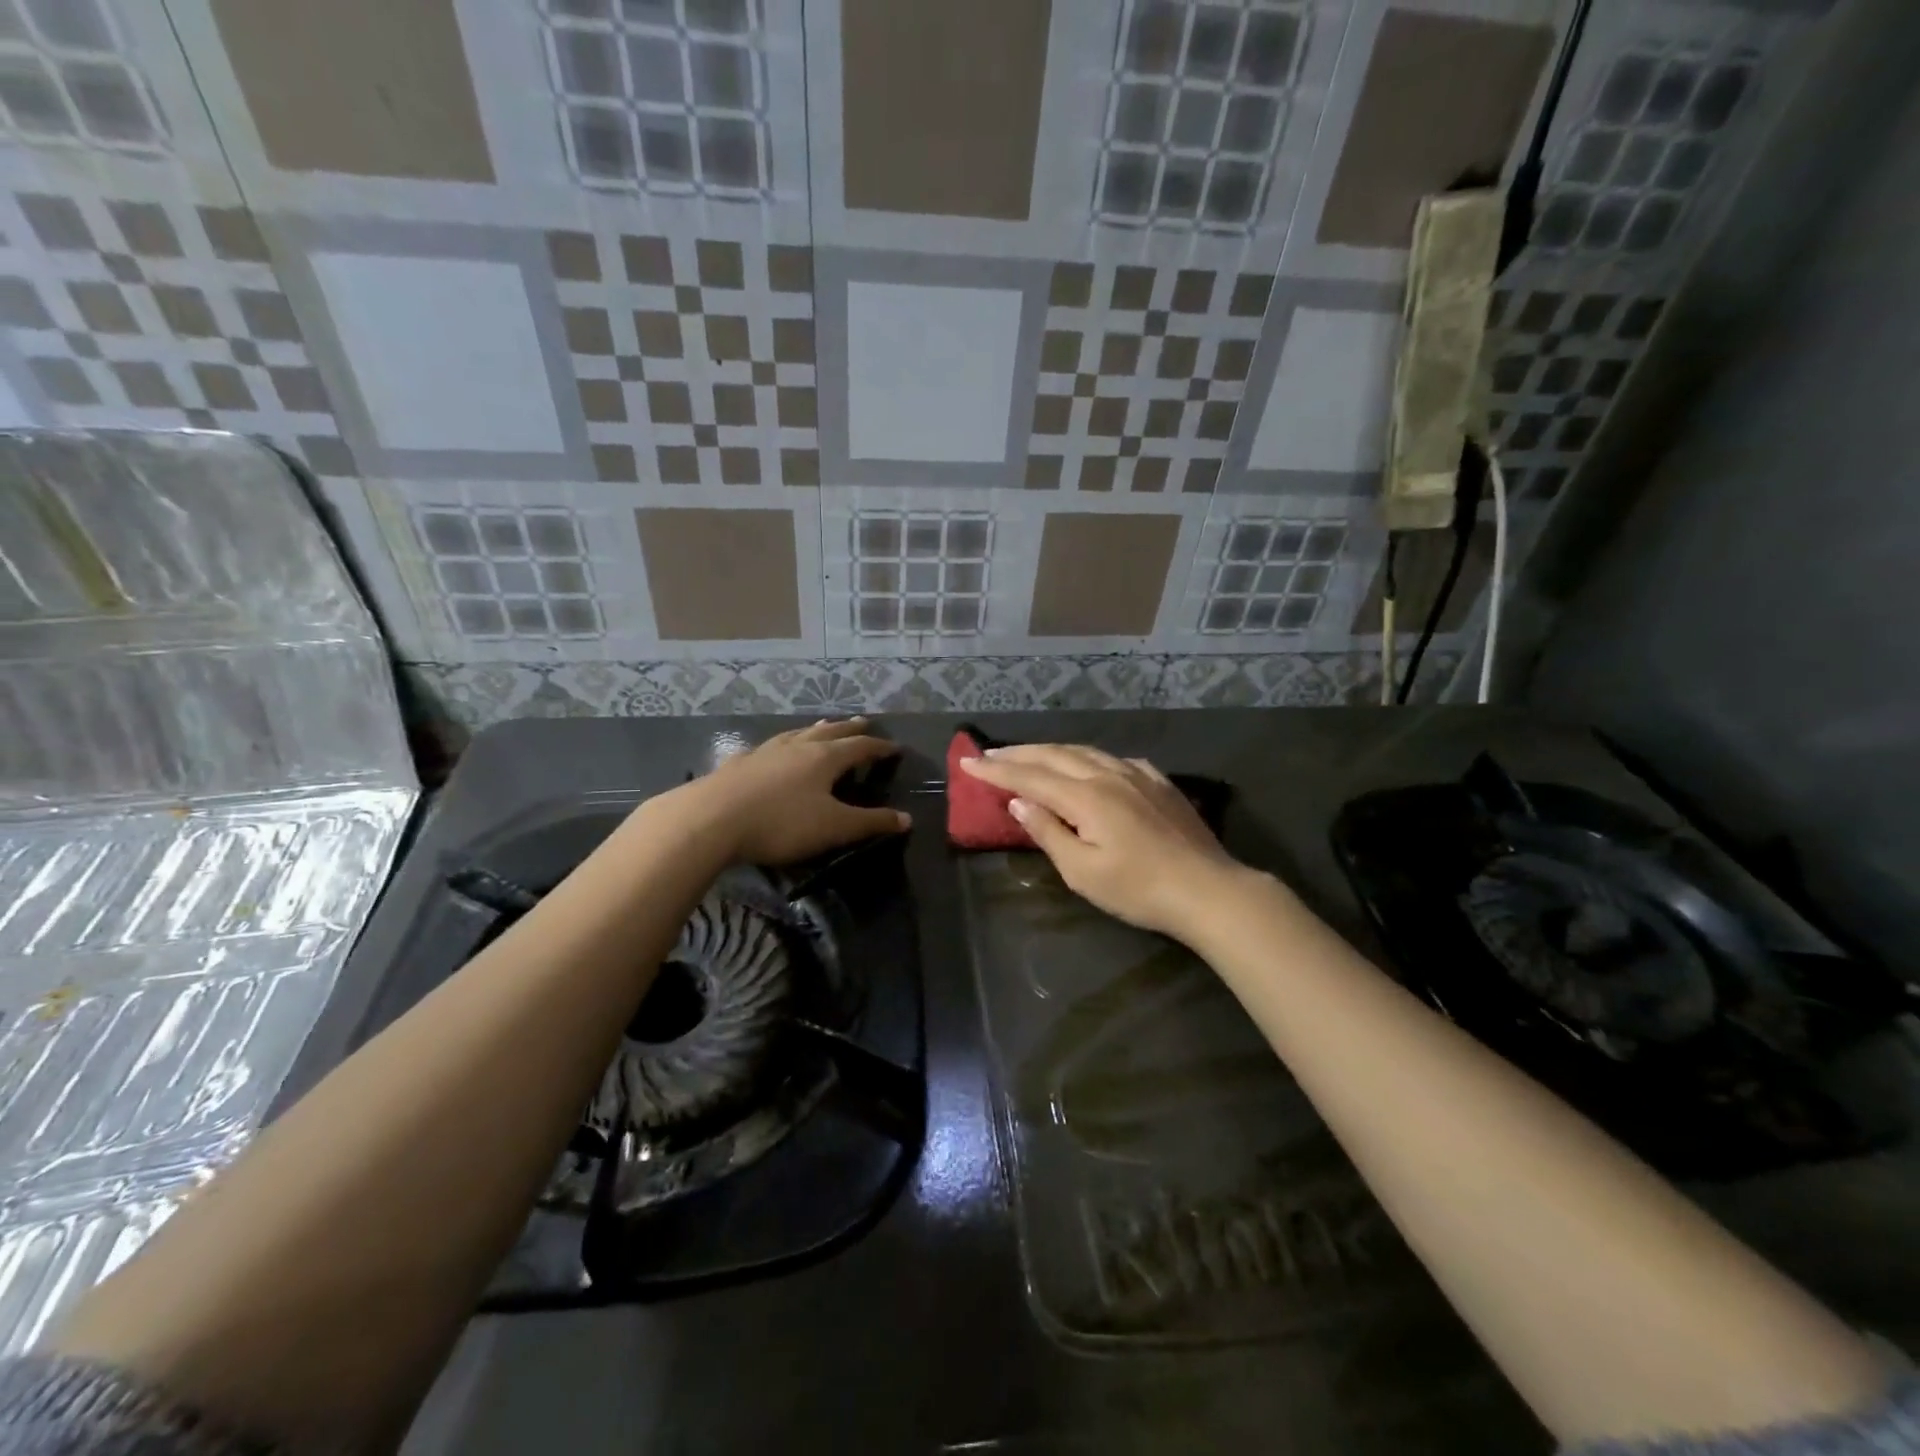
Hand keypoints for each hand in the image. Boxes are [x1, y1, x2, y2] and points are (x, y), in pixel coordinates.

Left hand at [680, 718, 908, 865]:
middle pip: (829, 732)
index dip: (879, 747)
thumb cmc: (781, 823)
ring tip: (825, 725)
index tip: (894, 747)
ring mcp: (765, 751)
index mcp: (825, 758)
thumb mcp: (833, 827)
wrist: (710, 819)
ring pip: (797, 734)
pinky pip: (769, 747)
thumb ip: (870, 822)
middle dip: (849, 729)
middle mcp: (797, 746)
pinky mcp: (739, 763)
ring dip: (816, 729)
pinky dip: (781, 745)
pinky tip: (773, 749)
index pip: (860, 747)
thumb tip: (906, 819)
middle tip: (863, 722)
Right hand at [959, 744, 1246, 940]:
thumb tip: (1020, 802)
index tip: (968, 762)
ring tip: (1029, 754)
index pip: (1030, 778)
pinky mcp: (1158, 782)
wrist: (1207, 889)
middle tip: (989, 753)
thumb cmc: (1139, 889)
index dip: (996, 770)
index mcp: (1086, 797)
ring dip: (1050, 750)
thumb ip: (1049, 832)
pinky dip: (1088, 757)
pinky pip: (1114, 759)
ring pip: (1084, 751)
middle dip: (1018, 753)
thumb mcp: (1083, 871)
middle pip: (1054, 755)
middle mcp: (1108, 775)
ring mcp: (1137, 775)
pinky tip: (1089, 764)